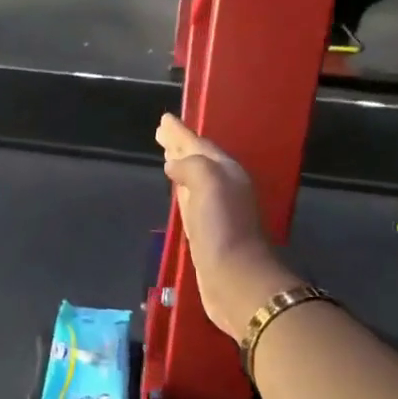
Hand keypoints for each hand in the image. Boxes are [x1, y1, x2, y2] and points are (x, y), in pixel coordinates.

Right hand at [156, 114, 293, 341]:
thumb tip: (173, 164)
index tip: (164, 120)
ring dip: (180, 166)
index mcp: (226, 171)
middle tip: (162, 133)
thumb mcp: (208, 182)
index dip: (181, 133)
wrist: (235, 278)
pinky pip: (190, 200)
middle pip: (198, 159)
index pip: (199, 145)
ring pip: (193, 178)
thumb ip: (191, 166)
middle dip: (181, 146)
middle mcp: (223, 186)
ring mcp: (215, 210)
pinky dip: (181, 190)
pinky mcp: (206, 231)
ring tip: (166, 156)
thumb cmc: (222, 227)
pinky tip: (176, 190)